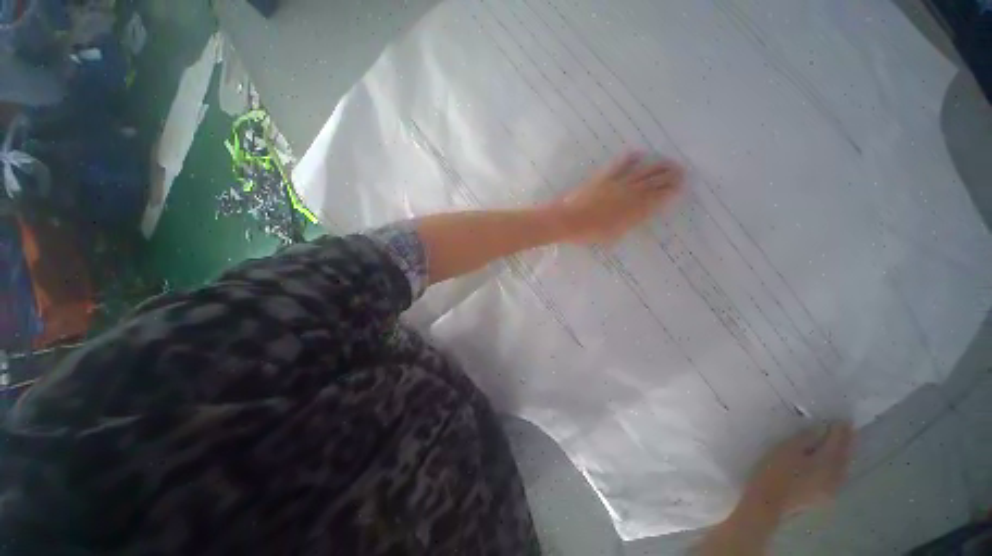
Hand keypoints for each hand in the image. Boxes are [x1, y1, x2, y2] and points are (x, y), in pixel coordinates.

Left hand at [546, 152, 684, 243]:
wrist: (568, 221)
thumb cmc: (589, 233)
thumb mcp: (613, 234)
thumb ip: (628, 223)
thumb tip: (639, 215)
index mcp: (633, 212)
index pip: (657, 199)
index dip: (670, 192)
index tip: (680, 188)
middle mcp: (630, 195)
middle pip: (654, 183)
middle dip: (670, 177)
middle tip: (681, 172)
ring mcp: (617, 184)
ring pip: (643, 172)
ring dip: (658, 166)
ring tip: (669, 162)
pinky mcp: (604, 177)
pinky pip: (620, 164)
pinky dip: (631, 158)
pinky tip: (639, 153)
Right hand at [741, 422, 854, 518]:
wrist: (767, 504)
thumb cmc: (775, 473)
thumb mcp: (786, 451)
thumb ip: (806, 439)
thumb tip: (820, 430)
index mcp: (827, 464)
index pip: (837, 443)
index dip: (840, 430)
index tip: (843, 419)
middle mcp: (835, 477)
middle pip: (844, 456)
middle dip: (847, 442)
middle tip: (849, 429)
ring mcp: (831, 490)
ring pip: (842, 468)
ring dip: (844, 454)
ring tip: (844, 443)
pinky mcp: (824, 497)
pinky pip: (837, 476)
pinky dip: (838, 465)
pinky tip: (833, 463)